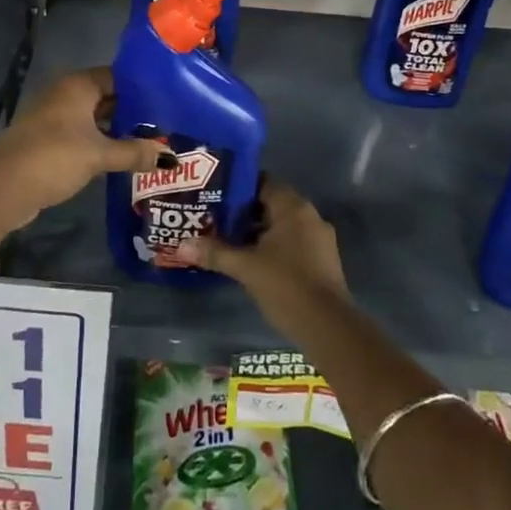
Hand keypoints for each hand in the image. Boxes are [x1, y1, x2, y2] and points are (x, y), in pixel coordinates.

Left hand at [0, 67, 165, 221]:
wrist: (4, 188)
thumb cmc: (54, 158)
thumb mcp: (99, 155)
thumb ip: (135, 153)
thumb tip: (171, 158)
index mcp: (77, 85)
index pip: (117, 77)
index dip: (142, 88)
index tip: (169, 101)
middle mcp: (65, 93)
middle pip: (106, 96)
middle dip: (132, 111)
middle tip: (165, 124)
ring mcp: (53, 117)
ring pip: (93, 117)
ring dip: (116, 129)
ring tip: (149, 141)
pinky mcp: (47, 139)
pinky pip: (81, 133)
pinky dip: (100, 142)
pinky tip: (120, 156)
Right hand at [180, 180, 349, 341]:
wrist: (328, 327)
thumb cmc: (286, 285)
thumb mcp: (246, 267)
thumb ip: (215, 253)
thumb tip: (181, 245)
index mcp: (293, 207)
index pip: (262, 182)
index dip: (237, 187)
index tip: (214, 195)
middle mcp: (309, 215)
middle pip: (270, 203)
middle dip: (243, 212)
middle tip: (214, 218)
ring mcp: (319, 238)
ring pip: (281, 225)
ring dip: (257, 231)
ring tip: (228, 240)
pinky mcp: (322, 260)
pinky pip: (292, 242)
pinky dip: (273, 246)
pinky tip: (252, 261)